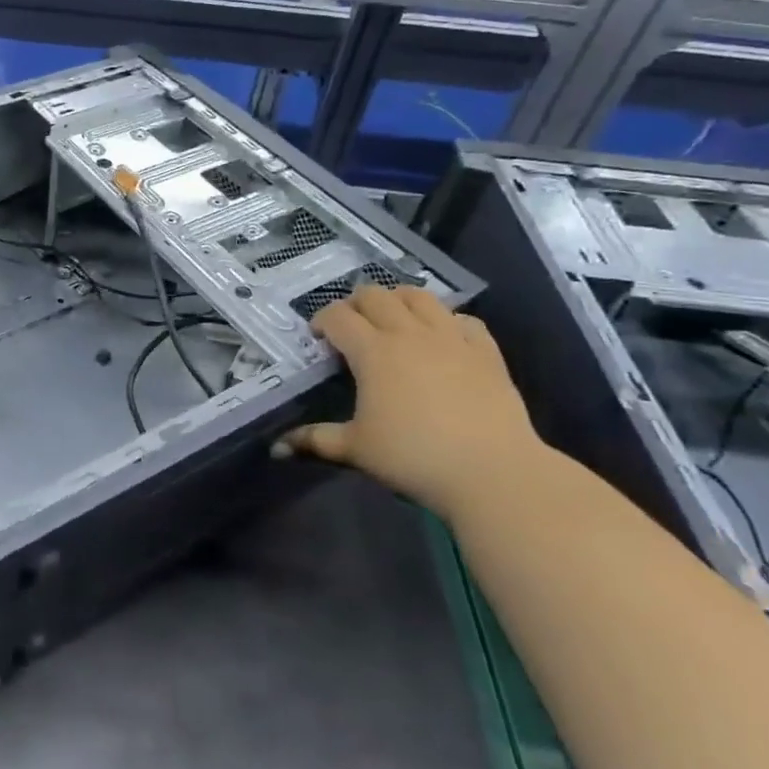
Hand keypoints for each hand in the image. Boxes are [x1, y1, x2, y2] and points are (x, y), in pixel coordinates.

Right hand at [273, 286, 547, 520]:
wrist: (492, 472)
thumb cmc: (413, 457)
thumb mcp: (356, 448)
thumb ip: (315, 440)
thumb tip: (276, 447)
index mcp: (373, 351)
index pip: (338, 316)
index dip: (322, 320)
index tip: (318, 338)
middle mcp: (409, 333)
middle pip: (375, 295)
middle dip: (356, 305)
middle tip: (352, 328)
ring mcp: (451, 338)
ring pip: (419, 296)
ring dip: (399, 301)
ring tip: (393, 321)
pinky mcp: (485, 351)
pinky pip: (464, 319)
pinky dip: (447, 321)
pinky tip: (442, 339)